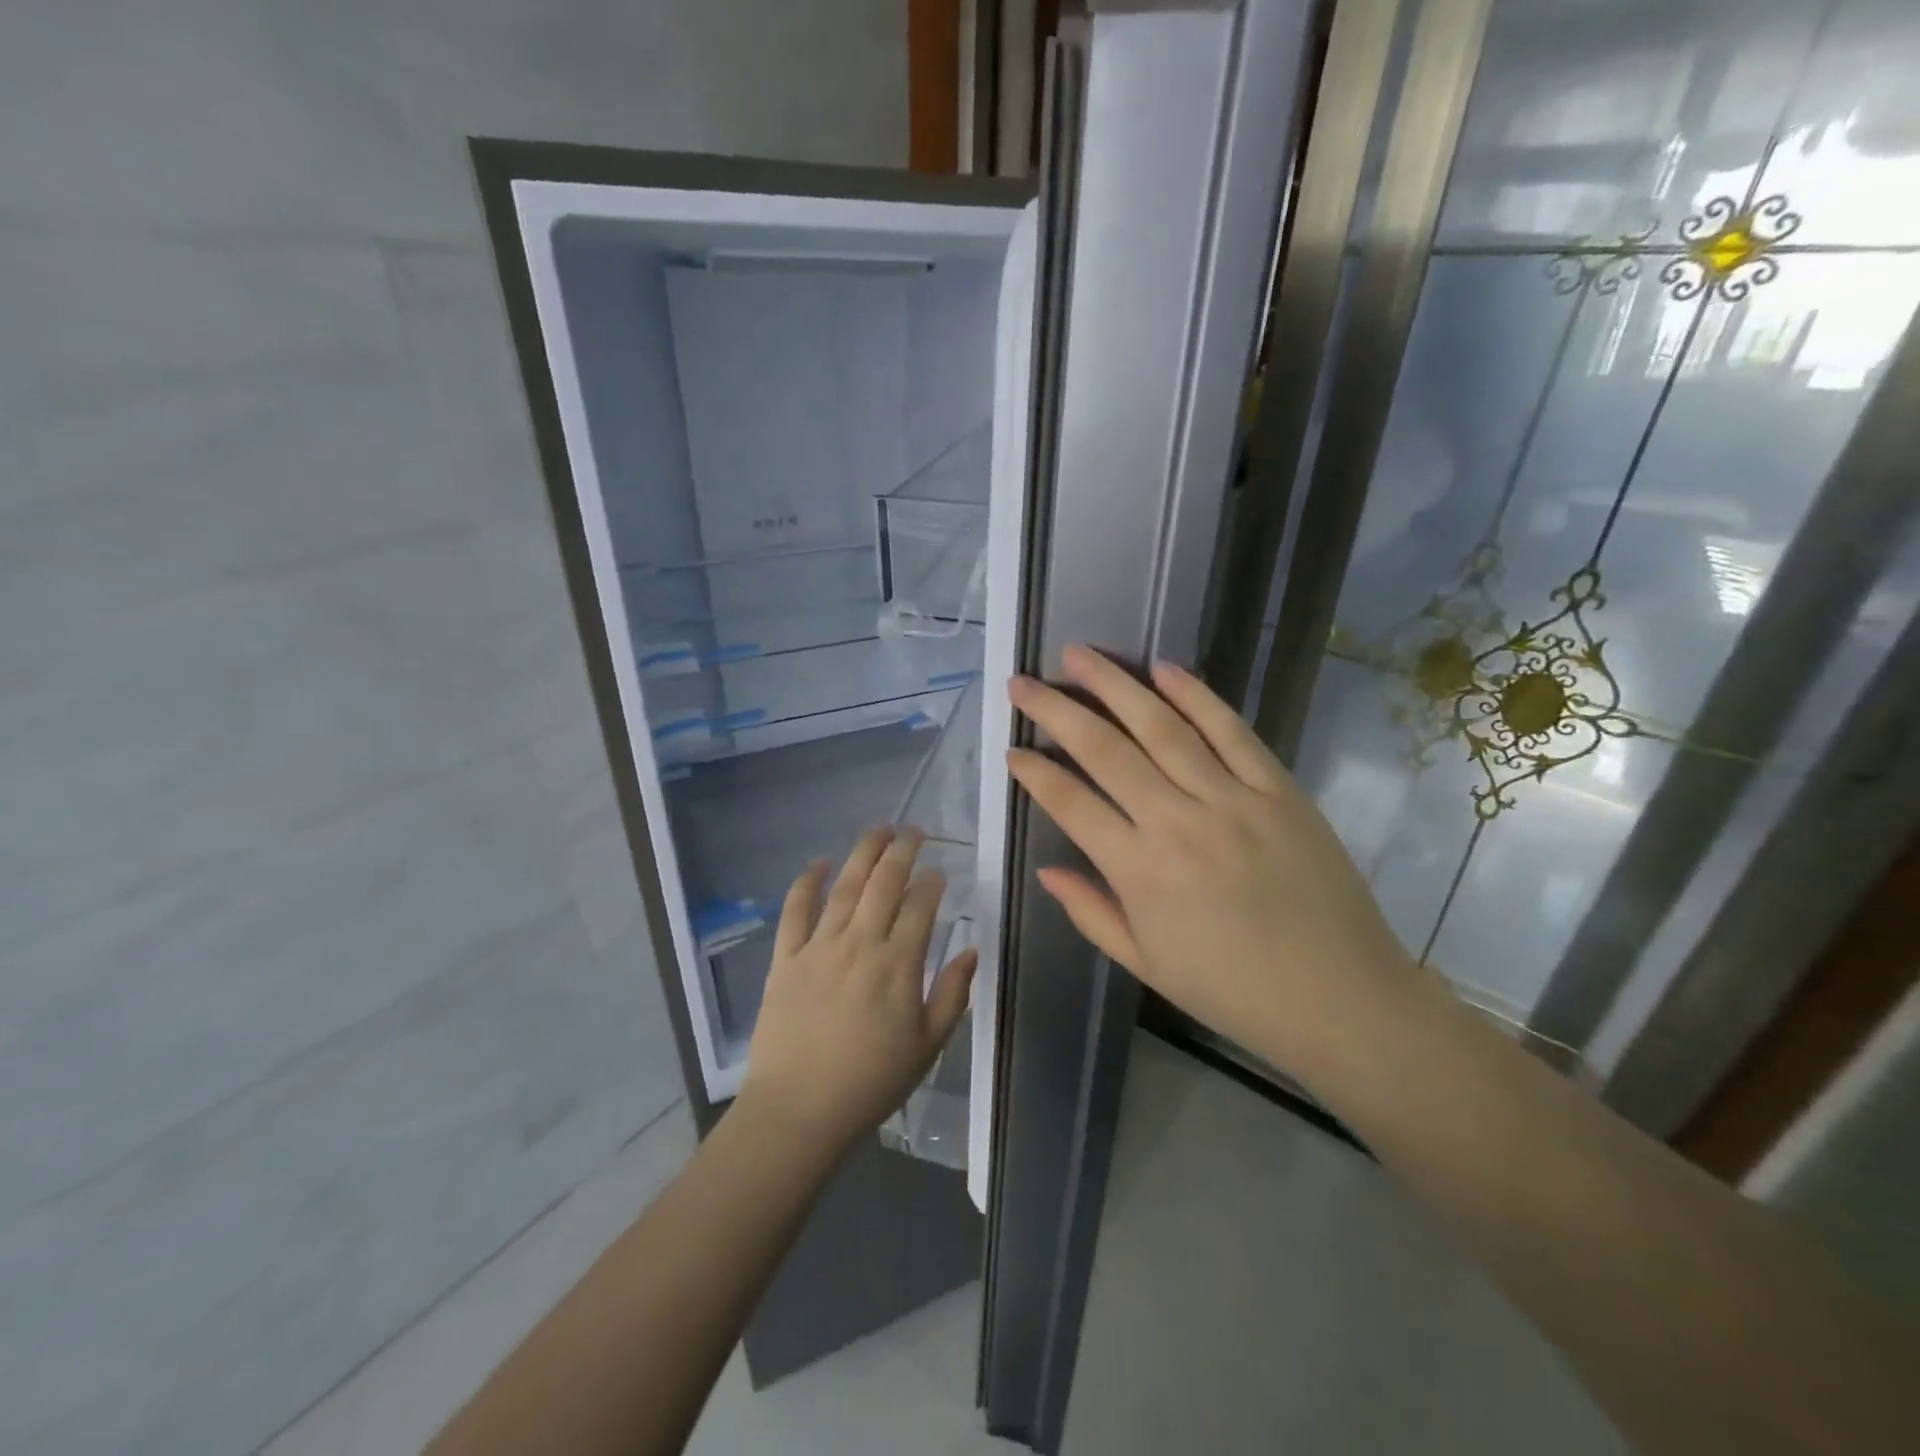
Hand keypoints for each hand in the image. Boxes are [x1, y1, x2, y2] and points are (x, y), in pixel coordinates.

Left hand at [741, 826, 978, 1151]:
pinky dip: (805, 883)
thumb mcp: (928, 1046)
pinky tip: (817, 863)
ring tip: (878, 830)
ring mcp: (819, 947)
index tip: (939, 871)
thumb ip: (952, 994)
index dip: (932, 882)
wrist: (799, 1111)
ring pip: (844, 886)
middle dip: (902, 850)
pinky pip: (795, 911)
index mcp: (898, 964)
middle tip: (913, 830)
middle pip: (884, 883)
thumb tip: (970, 950)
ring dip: (863, 853)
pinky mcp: (785, 958)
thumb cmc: (871, 1083)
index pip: (921, 905)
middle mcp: (860, 943)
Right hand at [1006, 645, 1416, 1077]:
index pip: (1071, 803)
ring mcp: (1231, 799)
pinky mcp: (1277, 788)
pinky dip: (1196, 695)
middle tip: (1024, 681)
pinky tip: (1163, 668)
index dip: (1034, 772)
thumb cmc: (1232, 990)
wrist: (1341, 999)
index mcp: (1139, 871)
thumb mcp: (1145, 964)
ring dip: (1115, 686)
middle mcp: (1177, 822)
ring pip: (1161, 727)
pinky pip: (1231, 731)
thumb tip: (1046, 869)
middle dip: (1056, 710)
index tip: (1011, 747)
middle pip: (1105, 750)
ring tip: (1079, 655)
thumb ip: (1090, 912)